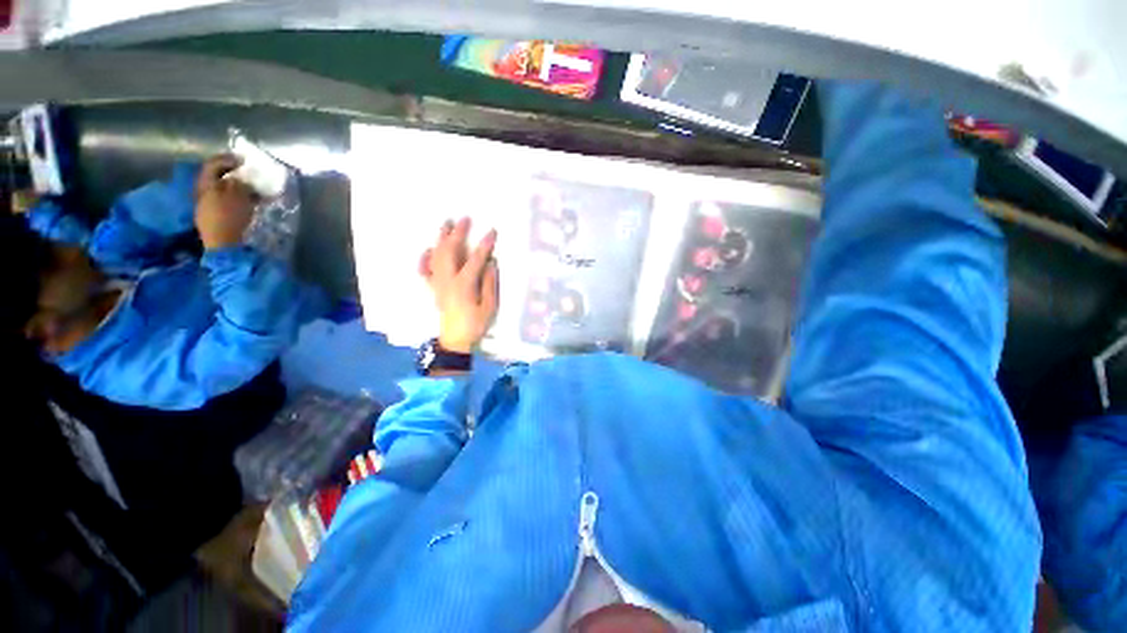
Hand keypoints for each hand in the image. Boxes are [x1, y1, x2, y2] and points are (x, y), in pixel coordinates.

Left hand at [195, 154, 255, 250]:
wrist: (223, 244)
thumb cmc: (230, 217)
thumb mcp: (238, 196)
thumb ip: (239, 184)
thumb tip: (240, 179)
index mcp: (206, 184)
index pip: (213, 165)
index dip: (227, 159)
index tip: (243, 160)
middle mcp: (203, 192)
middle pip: (216, 178)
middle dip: (232, 175)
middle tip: (248, 174)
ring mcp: (206, 206)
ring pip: (222, 191)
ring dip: (237, 188)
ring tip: (253, 191)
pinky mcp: (214, 218)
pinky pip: (225, 202)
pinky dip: (237, 200)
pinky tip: (248, 203)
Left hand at [419, 217, 498, 353]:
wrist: (455, 340)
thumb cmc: (475, 324)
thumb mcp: (489, 307)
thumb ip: (489, 284)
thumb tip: (491, 263)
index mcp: (464, 285)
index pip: (476, 259)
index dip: (484, 244)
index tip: (492, 231)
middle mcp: (447, 280)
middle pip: (450, 251)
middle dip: (457, 233)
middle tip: (464, 219)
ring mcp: (437, 283)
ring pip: (436, 256)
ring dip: (441, 238)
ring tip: (446, 224)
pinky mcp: (432, 288)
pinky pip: (424, 270)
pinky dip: (425, 258)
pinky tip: (428, 249)